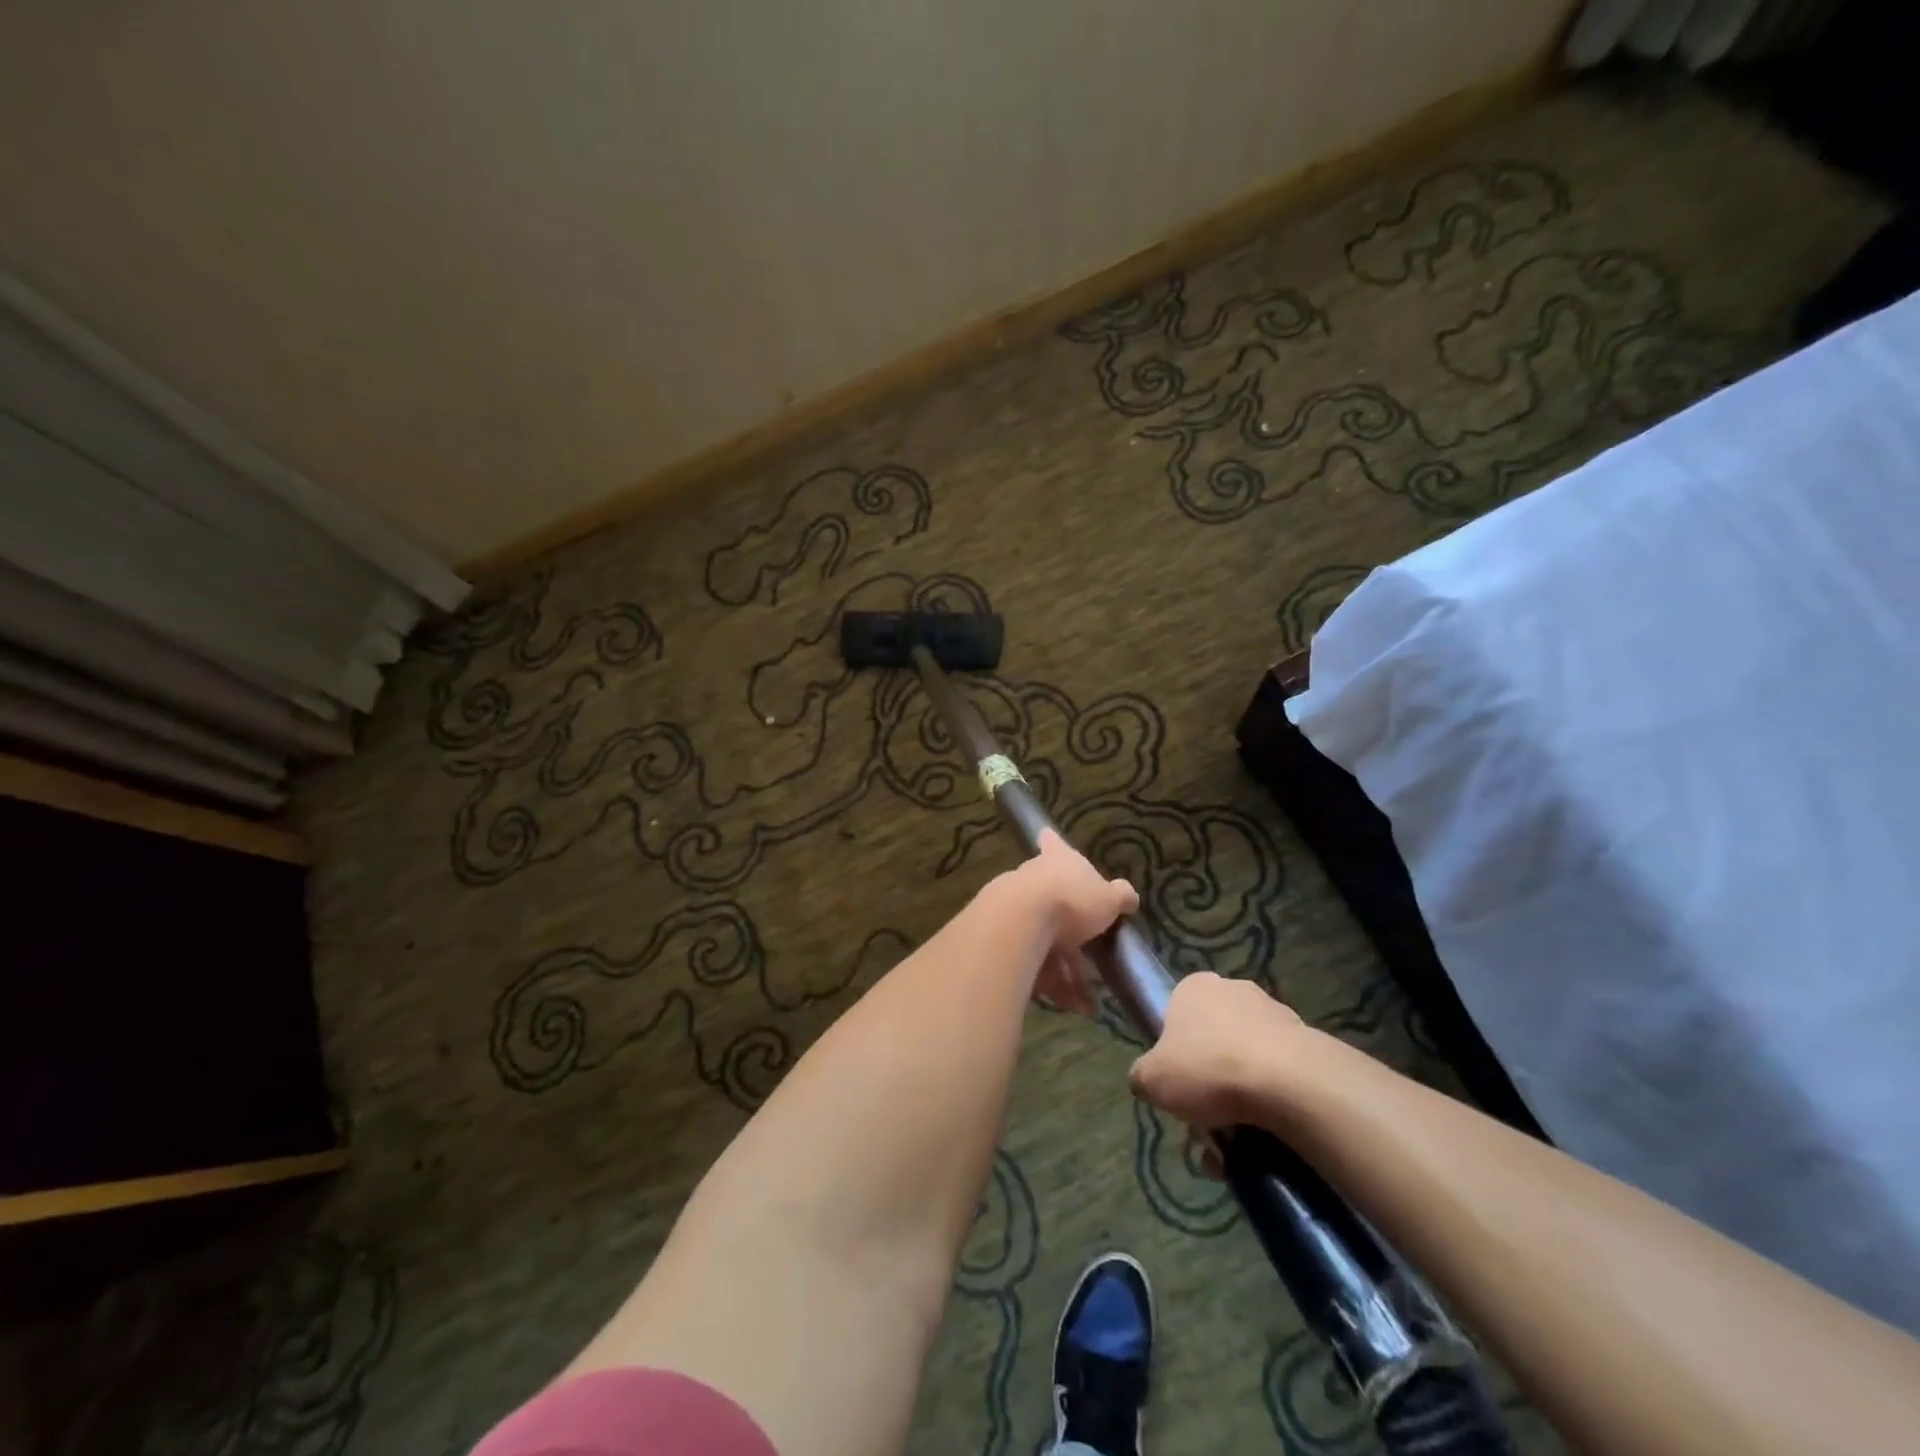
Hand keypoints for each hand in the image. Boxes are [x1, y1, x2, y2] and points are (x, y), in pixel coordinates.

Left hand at [1017, 829, 1136, 1015]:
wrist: (1018, 924)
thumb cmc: (1070, 900)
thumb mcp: (1108, 898)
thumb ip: (1120, 896)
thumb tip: (1129, 896)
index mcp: (1056, 860)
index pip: (1053, 844)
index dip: (1053, 843)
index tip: (1047, 838)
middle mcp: (1031, 879)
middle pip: (1053, 904)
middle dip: (1074, 939)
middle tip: (1092, 965)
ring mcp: (1012, 908)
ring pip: (1043, 942)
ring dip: (1066, 973)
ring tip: (1087, 1002)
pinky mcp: (1000, 940)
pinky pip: (1031, 964)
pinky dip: (1051, 985)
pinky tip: (1071, 1006)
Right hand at [1128, 972, 1304, 1127]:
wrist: (1289, 1084)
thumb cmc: (1208, 1069)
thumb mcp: (1151, 1080)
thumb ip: (1142, 1076)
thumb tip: (1148, 1081)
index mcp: (1194, 987)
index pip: (1177, 1013)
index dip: (1175, 1050)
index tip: (1179, 1082)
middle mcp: (1234, 989)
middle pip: (1213, 1038)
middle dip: (1210, 1077)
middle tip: (1206, 1117)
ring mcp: (1275, 1013)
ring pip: (1248, 1059)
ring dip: (1241, 1095)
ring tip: (1237, 1140)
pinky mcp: (1308, 1042)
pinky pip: (1280, 1075)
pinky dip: (1272, 1102)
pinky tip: (1267, 1138)